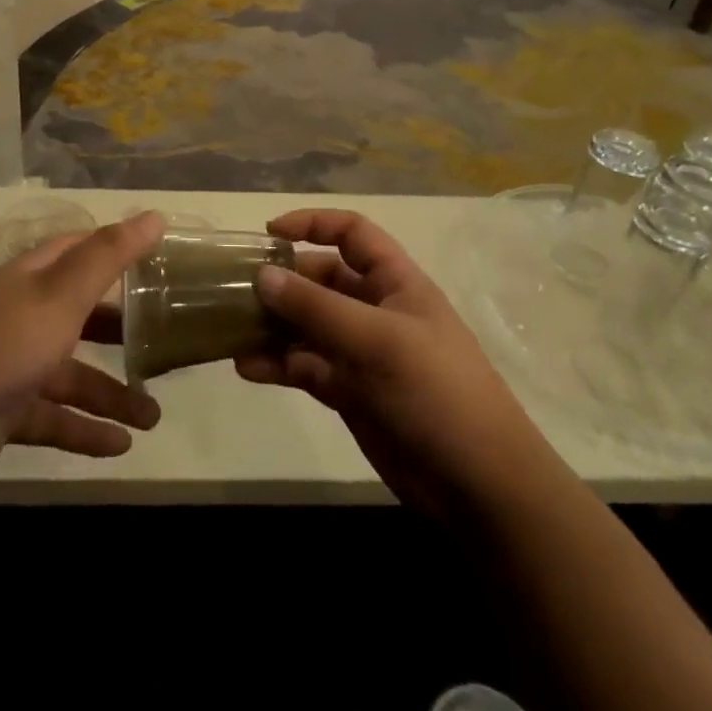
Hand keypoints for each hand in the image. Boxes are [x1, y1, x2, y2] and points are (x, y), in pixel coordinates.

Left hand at [0, 213, 163, 491]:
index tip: (157, 261)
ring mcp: (12, 365)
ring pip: (73, 375)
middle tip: (163, 342)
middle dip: (120, 330)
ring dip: (112, 394)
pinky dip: (85, 430)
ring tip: (153, 418)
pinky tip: (120, 445)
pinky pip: (55, 418)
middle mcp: (24, 315)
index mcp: (34, 279)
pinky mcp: (5, 413)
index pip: (80, 252)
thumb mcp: (62, 294)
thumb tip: (155, 215)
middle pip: (81, 315)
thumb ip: (109, 257)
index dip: (116, 251)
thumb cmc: (1, 342)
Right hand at [236, 209, 540, 522]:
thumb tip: (263, 275)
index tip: (268, 235)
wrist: (479, 486)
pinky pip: (305, 366)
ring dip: (272, 325)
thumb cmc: (436, 392)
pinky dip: (277, 364)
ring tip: (231, 331)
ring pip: (307, 325)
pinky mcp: (349, 392)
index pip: (352, 234)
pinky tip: (246, 368)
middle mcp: (375, 309)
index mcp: (395, 282)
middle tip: (237, 291)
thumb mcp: (377, 340)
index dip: (313, 224)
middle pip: (321, 280)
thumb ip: (317, 307)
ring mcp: (361, 353)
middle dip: (283, 282)